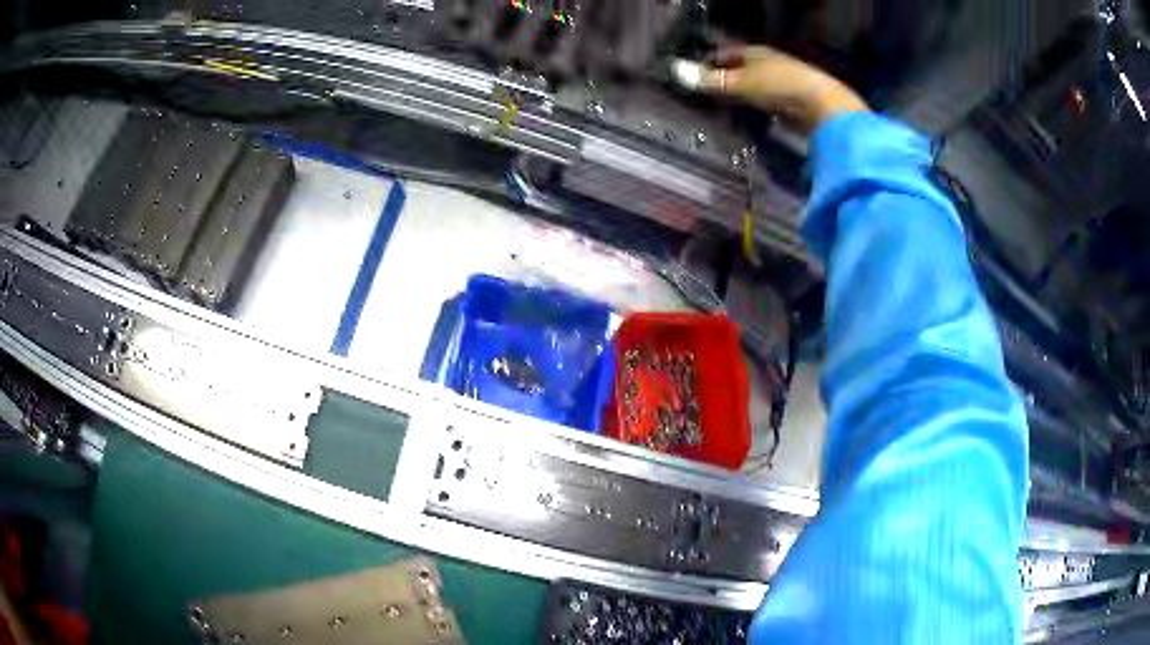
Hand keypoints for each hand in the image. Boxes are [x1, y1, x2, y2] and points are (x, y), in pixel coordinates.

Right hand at [672, 46, 868, 135]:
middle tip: (702, 94)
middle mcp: (766, 64)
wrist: (821, 105)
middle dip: (721, 80)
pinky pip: (763, 102)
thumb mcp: (740, 82)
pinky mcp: (790, 102)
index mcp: (754, 52)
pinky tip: (745, 117)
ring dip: (737, 96)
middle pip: (737, 70)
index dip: (708, 62)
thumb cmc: (779, 85)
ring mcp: (780, 82)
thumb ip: (710, 80)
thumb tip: (677, 71)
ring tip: (720, 107)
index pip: (724, 54)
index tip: (692, 75)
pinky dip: (752, 107)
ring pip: (751, 87)